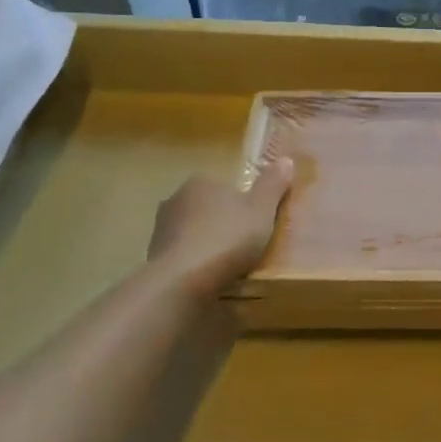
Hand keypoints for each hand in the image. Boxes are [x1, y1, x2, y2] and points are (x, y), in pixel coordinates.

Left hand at [148, 159, 294, 294]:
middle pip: (207, 208)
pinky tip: (208, 278)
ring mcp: (161, 229)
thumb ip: (273, 185)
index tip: (255, 221)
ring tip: (227, 265)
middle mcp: (176, 199)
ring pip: (192, 232)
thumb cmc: (227, 238)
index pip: (225, 185)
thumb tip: (286, 159)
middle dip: (222, 222)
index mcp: (201, 182)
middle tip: (244, 244)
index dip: (242, 202)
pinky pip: (182, 256)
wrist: (181, 282)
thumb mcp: (261, 210)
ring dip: (206, 244)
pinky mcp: (154, 258)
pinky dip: (194, 264)